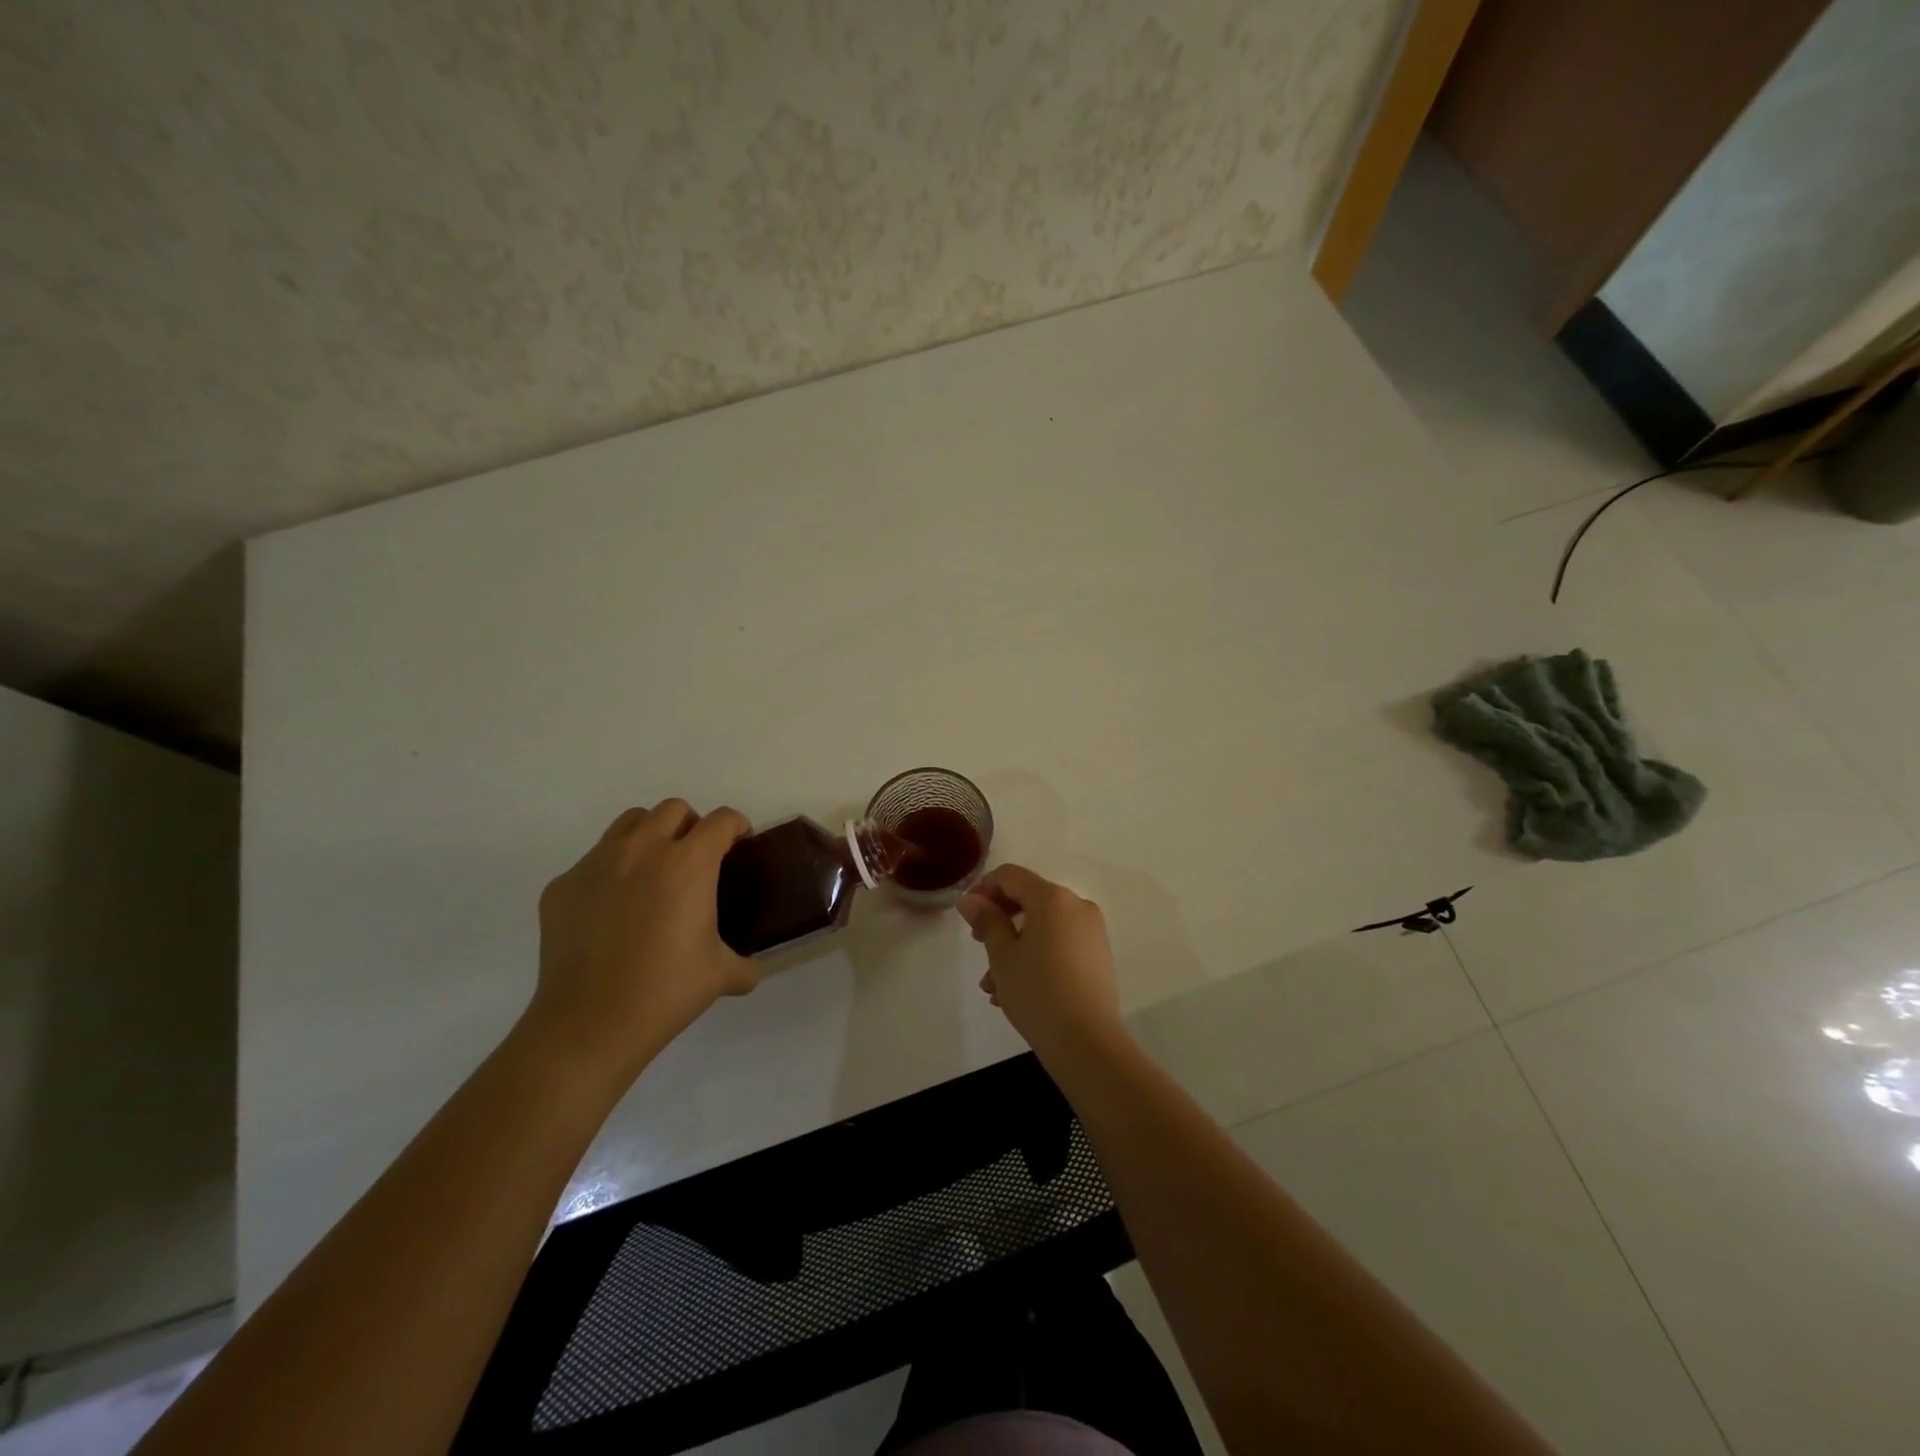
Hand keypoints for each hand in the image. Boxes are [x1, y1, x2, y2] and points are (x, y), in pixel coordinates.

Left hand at [528, 800, 757, 1081]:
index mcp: (689, 863)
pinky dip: (611, 872)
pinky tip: (613, 911)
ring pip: (630, 823)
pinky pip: (593, 861)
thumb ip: (744, 964)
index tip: (738, 847)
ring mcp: (596, 863)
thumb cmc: (665, 991)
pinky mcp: (563, 885)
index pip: (722, 820)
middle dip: (691, 826)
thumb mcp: (721, 975)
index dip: (736, 828)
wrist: (589, 1023)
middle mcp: (643, 850)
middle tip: (695, 860)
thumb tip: (749, 968)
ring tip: (654, 872)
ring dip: (650, 836)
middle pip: (674, 809)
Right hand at [959, 864, 1122, 1054]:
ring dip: (1014, 946)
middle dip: (999, 920)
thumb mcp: (1002, 955)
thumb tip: (970, 898)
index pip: (1010, 876)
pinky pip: (1059, 943)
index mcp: (1052, 898)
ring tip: (992, 984)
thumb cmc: (1037, 991)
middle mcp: (1076, 905)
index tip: (966, 915)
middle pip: (1029, 899)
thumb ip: (986, 920)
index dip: (983, 889)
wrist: (1087, 1042)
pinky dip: (1036, 956)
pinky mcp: (1098, 955)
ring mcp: (1091, 931)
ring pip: (1042, 927)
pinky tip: (1015, 990)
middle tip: (978, 944)